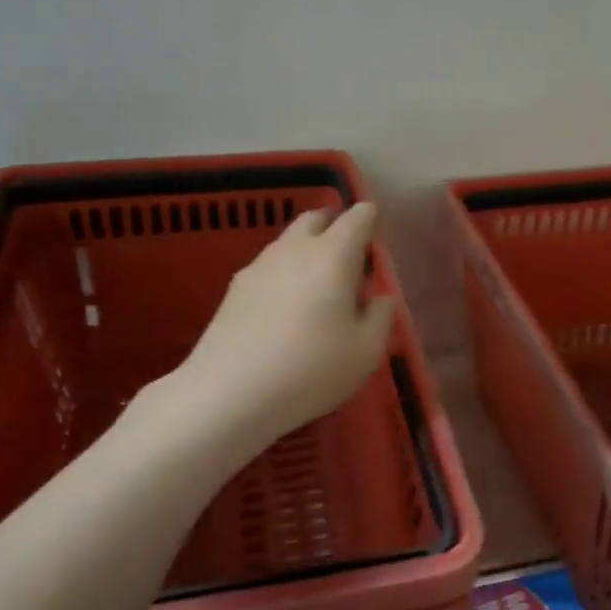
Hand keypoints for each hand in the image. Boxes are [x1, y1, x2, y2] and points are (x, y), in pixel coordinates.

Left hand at [177, 202, 396, 444]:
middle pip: (316, 218)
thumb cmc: (311, 369)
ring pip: (289, 240)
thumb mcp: (366, 352)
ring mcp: (260, 265)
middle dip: (335, 224)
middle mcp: (295, 248)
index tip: (376, 234)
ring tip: (318, 281)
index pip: (357, 217)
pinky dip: (284, 272)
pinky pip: (269, 266)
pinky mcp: (235, 287)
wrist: (230, 392)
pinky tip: (286, 306)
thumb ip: (380, 316)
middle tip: (348, 251)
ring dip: (307, 248)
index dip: (370, 219)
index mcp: (333, 255)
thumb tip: (380, 297)